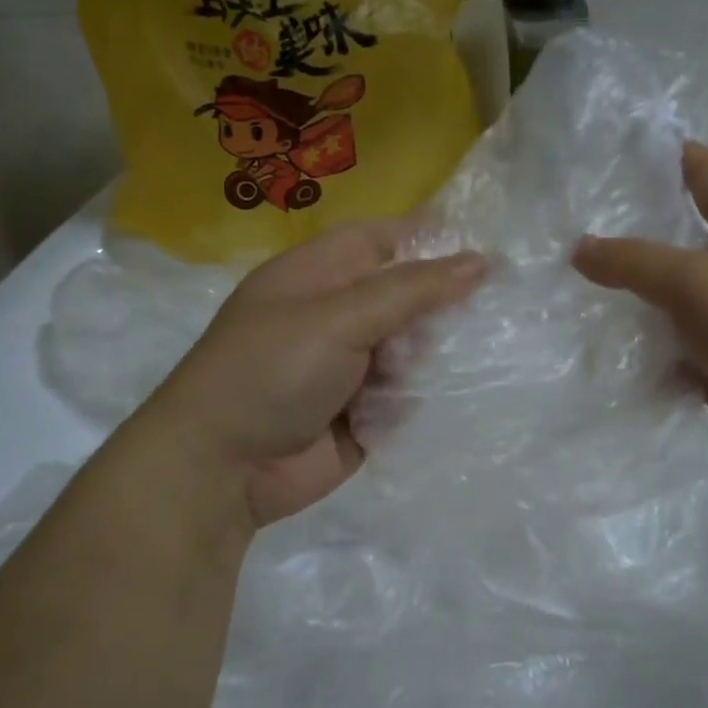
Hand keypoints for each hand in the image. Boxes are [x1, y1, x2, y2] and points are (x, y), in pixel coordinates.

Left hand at [146, 220, 485, 525]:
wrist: (222, 468)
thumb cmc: (272, 372)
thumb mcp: (340, 317)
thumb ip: (412, 289)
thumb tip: (480, 260)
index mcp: (318, 275)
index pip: (383, 240)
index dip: (431, 241)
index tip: (486, 255)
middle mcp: (335, 316)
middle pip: (406, 297)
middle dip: (434, 312)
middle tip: (456, 325)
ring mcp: (347, 367)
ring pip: (412, 350)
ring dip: (423, 362)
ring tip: (404, 376)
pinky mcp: (359, 414)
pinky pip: (404, 398)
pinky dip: (409, 403)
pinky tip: (395, 412)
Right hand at [573, 142, 707, 481]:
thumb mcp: (699, 282)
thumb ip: (636, 263)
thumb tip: (580, 249)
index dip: (677, 156)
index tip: (631, 148)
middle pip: (687, 242)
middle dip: (640, 235)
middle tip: (581, 227)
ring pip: (678, 303)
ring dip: (639, 301)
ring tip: (579, 292)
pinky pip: (679, 351)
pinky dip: (650, 352)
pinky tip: (610, 352)